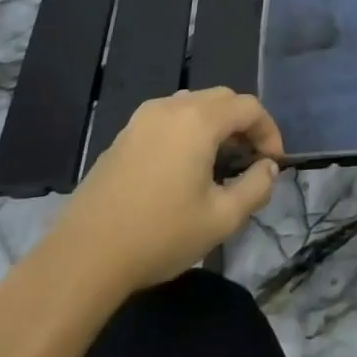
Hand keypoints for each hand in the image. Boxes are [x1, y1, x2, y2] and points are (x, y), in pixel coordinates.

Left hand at [48, 88, 284, 294]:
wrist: (83, 258)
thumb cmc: (159, 235)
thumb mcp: (221, 218)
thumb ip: (256, 187)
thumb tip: (268, 167)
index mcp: (198, 120)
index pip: (248, 107)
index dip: (269, 130)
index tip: (273, 163)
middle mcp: (170, 107)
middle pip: (221, 99)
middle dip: (243, 124)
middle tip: (251, 160)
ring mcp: (141, 119)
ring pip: (192, 105)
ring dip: (215, 125)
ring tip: (220, 163)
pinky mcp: (122, 137)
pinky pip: (168, 119)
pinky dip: (188, 132)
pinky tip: (184, 169)